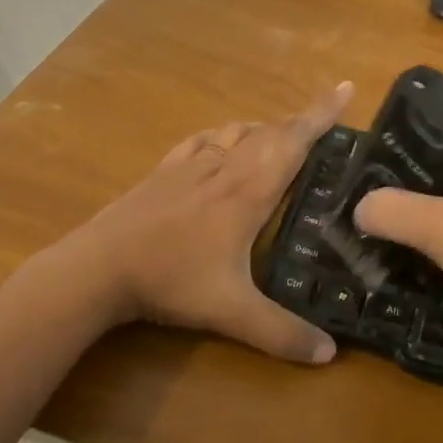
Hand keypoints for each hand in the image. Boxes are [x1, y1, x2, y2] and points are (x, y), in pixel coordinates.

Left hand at [65, 81, 353, 364]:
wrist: (97, 267)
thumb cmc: (171, 280)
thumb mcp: (231, 312)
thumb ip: (281, 333)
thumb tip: (330, 355)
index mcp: (249, 191)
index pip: (294, 142)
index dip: (321, 114)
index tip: (345, 87)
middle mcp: (225, 167)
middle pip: (270, 131)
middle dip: (302, 121)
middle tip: (325, 123)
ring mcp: (191, 165)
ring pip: (237, 132)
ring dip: (265, 128)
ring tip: (281, 138)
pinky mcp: (164, 171)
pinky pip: (203, 140)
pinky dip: (224, 135)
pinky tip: (221, 144)